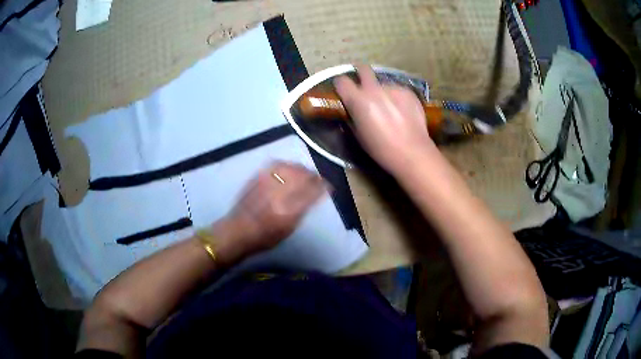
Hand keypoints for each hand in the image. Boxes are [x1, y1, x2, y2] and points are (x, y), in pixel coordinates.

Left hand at [215, 161, 325, 260]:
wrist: (237, 231)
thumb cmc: (265, 237)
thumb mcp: (288, 230)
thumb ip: (302, 211)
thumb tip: (314, 196)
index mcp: (289, 211)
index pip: (312, 192)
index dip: (323, 186)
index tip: (328, 185)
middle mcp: (279, 194)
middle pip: (302, 176)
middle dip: (313, 175)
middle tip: (317, 178)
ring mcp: (266, 183)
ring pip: (289, 167)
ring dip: (300, 168)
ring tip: (303, 172)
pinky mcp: (256, 178)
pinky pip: (275, 165)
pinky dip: (285, 164)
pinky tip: (288, 168)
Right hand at [334, 65, 435, 171]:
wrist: (412, 152)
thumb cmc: (381, 149)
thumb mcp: (358, 135)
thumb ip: (352, 116)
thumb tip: (351, 110)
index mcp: (358, 100)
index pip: (341, 81)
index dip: (340, 85)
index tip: (343, 90)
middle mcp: (374, 89)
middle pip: (363, 69)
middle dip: (360, 73)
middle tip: (362, 84)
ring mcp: (393, 88)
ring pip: (382, 83)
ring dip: (381, 91)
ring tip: (389, 107)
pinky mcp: (408, 91)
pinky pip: (397, 90)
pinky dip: (396, 97)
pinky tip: (402, 111)